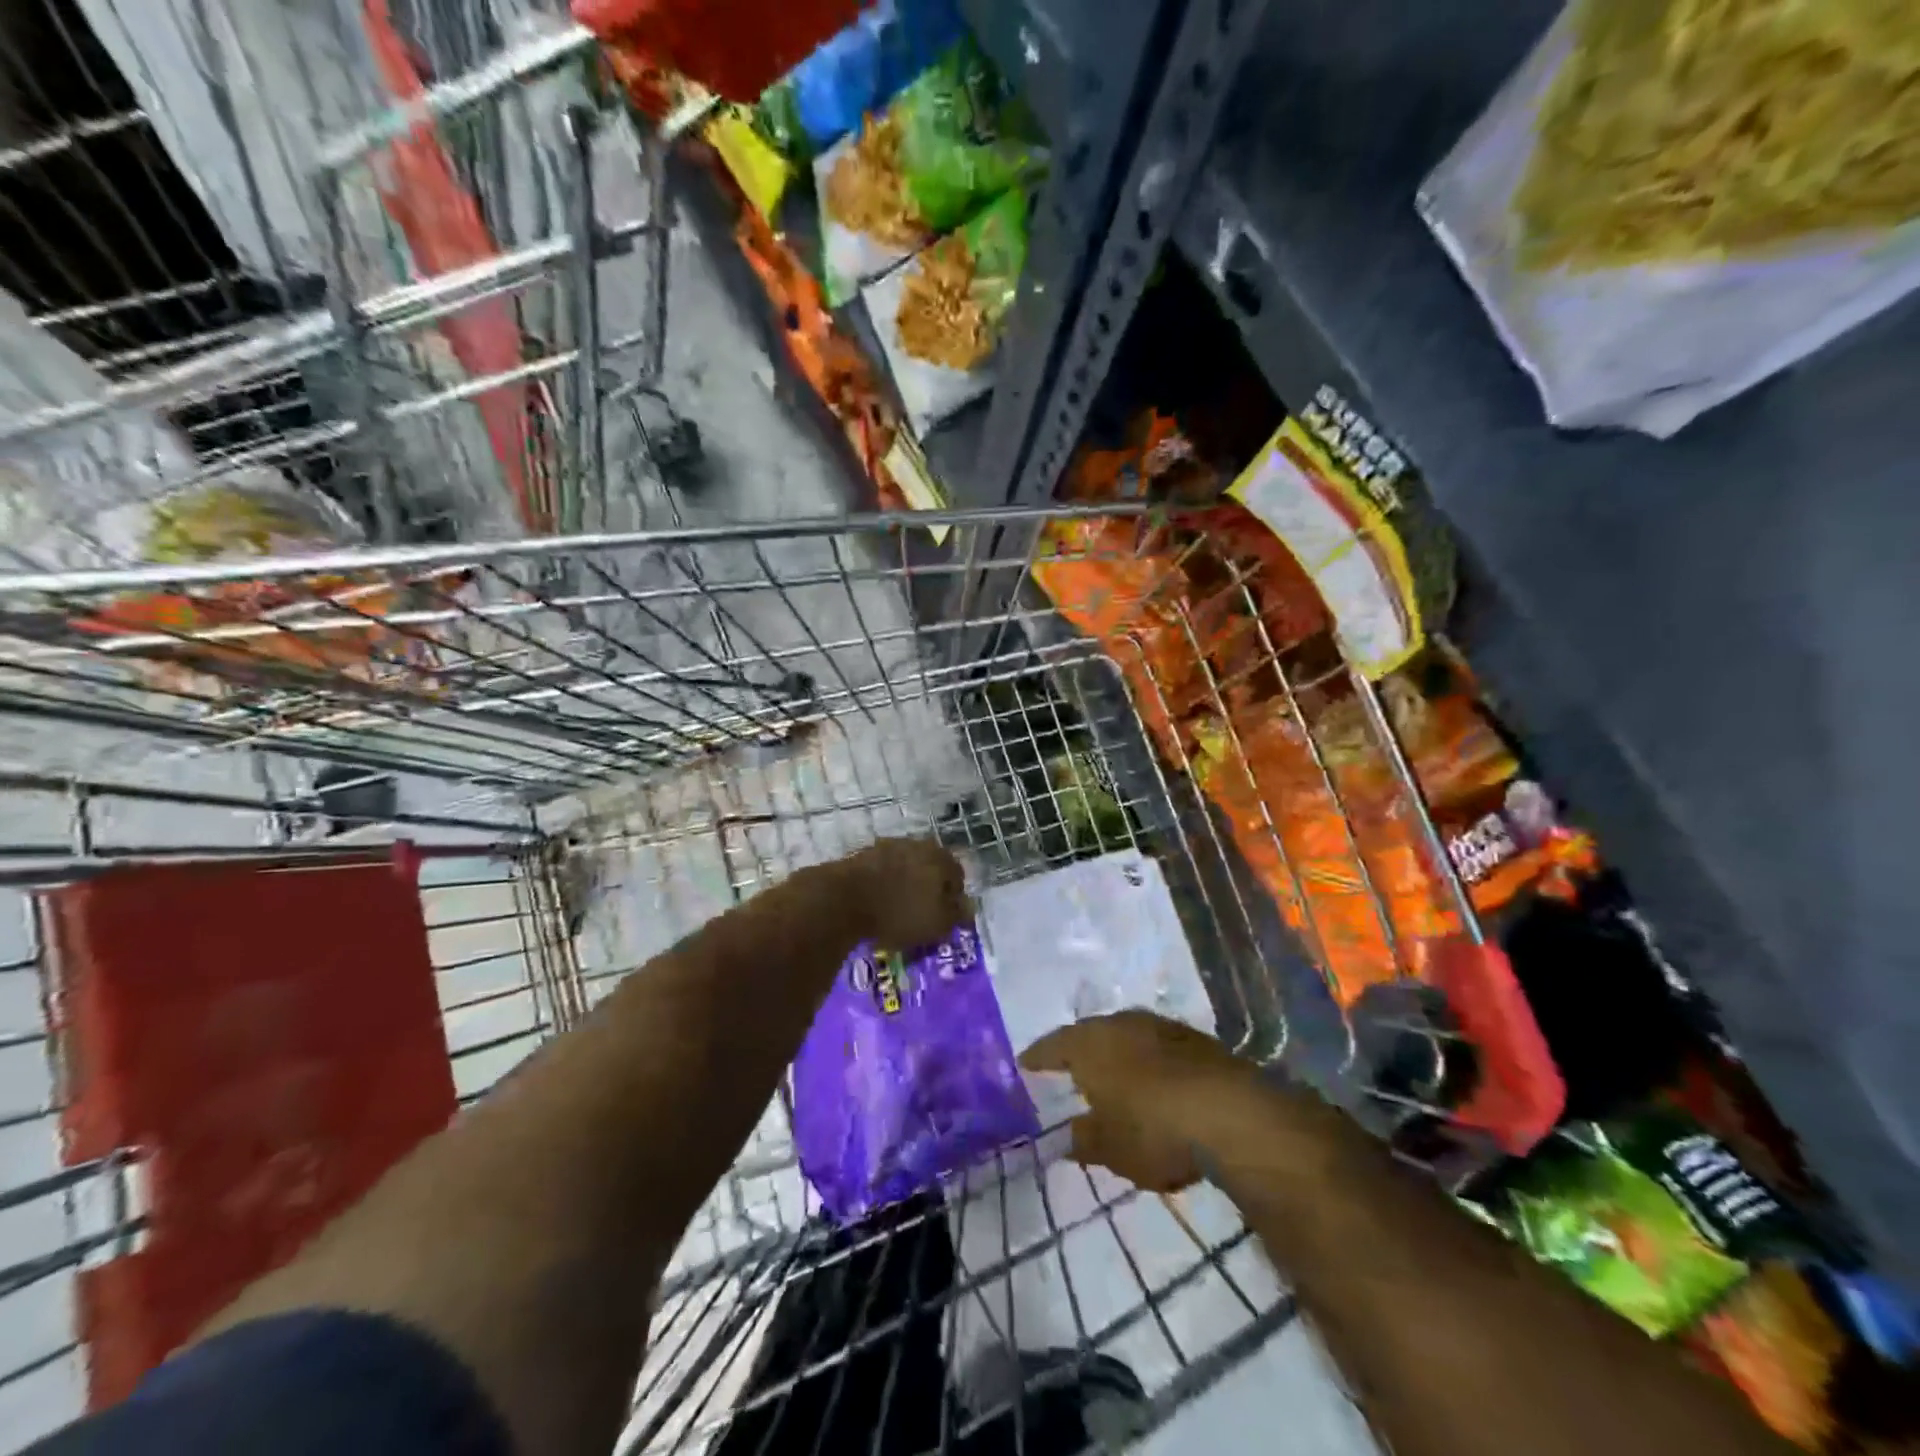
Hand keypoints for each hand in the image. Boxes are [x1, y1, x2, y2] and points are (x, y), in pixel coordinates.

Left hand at [844, 838, 967, 950]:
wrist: (844, 899)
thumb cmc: (900, 913)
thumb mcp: (938, 924)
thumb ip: (957, 914)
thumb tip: (968, 907)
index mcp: (940, 857)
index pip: (957, 875)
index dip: (953, 899)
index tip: (944, 918)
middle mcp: (917, 844)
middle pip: (930, 868)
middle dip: (929, 889)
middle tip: (922, 914)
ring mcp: (888, 846)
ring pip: (905, 868)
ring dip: (905, 885)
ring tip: (897, 911)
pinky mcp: (862, 854)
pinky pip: (882, 872)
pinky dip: (883, 885)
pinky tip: (877, 904)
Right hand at [1021, 1011, 1253, 1191]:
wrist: (1230, 1113)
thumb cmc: (1153, 1129)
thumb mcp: (1109, 1148)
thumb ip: (1084, 1140)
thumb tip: (1070, 1135)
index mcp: (1089, 1044)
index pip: (1052, 1045)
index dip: (1038, 1058)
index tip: (1026, 1065)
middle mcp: (1120, 1023)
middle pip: (1091, 1034)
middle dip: (1080, 1052)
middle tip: (1070, 1071)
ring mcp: (1159, 1026)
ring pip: (1127, 1037)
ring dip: (1119, 1055)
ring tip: (1114, 1078)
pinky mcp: (1195, 1038)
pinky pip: (1158, 1047)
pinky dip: (1150, 1062)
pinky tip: (1156, 1084)